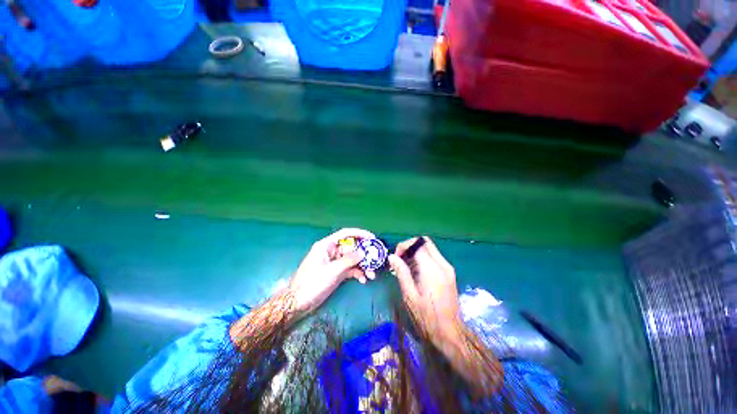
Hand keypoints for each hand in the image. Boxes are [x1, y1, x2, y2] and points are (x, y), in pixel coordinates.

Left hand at [289, 228, 376, 313]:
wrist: (299, 303)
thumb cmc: (312, 283)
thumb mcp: (332, 270)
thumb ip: (349, 260)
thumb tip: (363, 252)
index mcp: (327, 245)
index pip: (345, 234)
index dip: (359, 233)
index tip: (372, 238)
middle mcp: (332, 251)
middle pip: (351, 247)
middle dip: (364, 254)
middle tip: (375, 260)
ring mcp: (334, 262)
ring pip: (352, 259)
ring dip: (362, 266)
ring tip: (371, 275)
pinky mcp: (336, 272)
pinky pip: (350, 269)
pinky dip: (357, 273)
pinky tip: (363, 280)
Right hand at [388, 237, 461, 346]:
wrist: (450, 333)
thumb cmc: (427, 317)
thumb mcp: (409, 295)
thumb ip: (401, 272)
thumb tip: (392, 256)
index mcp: (432, 269)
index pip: (418, 244)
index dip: (404, 246)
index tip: (395, 257)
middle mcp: (442, 264)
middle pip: (425, 242)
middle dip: (410, 246)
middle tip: (400, 258)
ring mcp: (448, 268)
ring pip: (430, 248)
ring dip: (416, 252)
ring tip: (405, 266)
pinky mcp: (449, 273)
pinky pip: (434, 257)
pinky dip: (423, 258)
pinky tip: (415, 271)